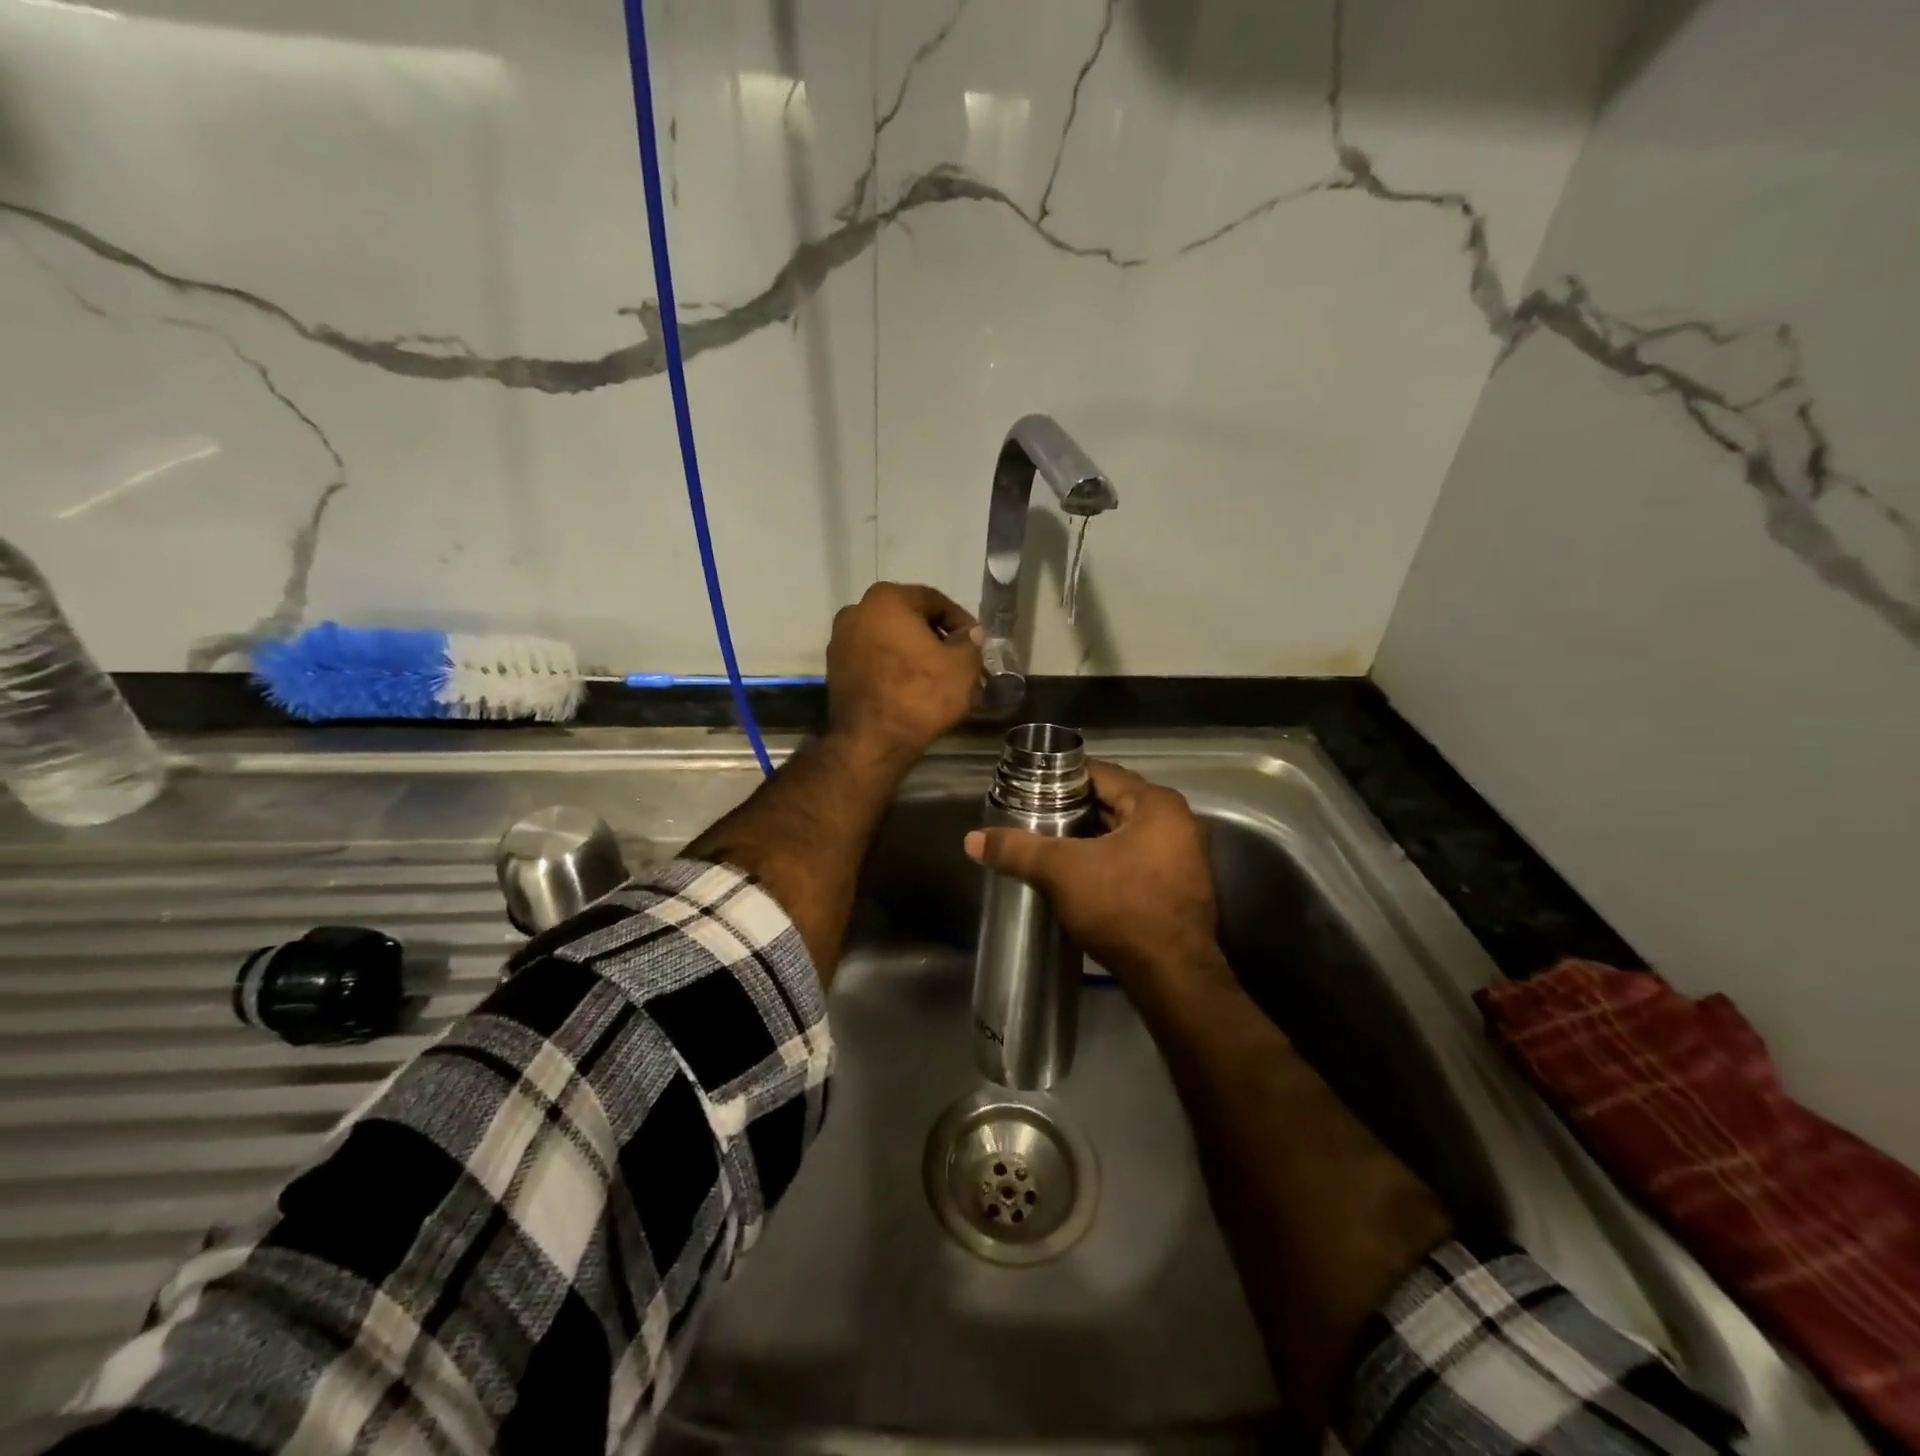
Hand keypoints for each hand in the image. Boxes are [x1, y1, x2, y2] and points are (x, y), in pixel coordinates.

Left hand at [827, 583, 982, 758]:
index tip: (975, 643)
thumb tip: (969, 633)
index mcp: (887, 599)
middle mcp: (857, 610)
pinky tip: (912, 688)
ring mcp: (840, 640)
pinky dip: (893, 667)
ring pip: (890, 640)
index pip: (935, 601)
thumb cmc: (920, 695)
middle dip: (936, 638)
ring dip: (914, 653)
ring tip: (937, 677)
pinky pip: (873, 659)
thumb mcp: (962, 666)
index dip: (961, 622)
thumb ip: (970, 641)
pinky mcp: (835, 668)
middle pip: (909, 619)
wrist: (872, 742)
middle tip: (958, 661)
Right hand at [964, 760, 1222, 994]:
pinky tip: (1074, 872)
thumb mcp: (1061, 872)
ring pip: (1121, 833)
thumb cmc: (1121, 907)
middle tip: (1031, 815)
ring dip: (1087, 837)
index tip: (1028, 787)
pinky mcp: (1176, 886)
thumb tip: (972, 840)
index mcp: (1156, 804)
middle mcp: (1176, 822)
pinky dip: (1104, 859)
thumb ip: (1017, 850)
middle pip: (1112, 802)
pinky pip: (1132, 858)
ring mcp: (1181, 856)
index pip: (1099, 773)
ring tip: (1046, 842)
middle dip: (1072, 809)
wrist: (1171, 976)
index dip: (1060, 778)